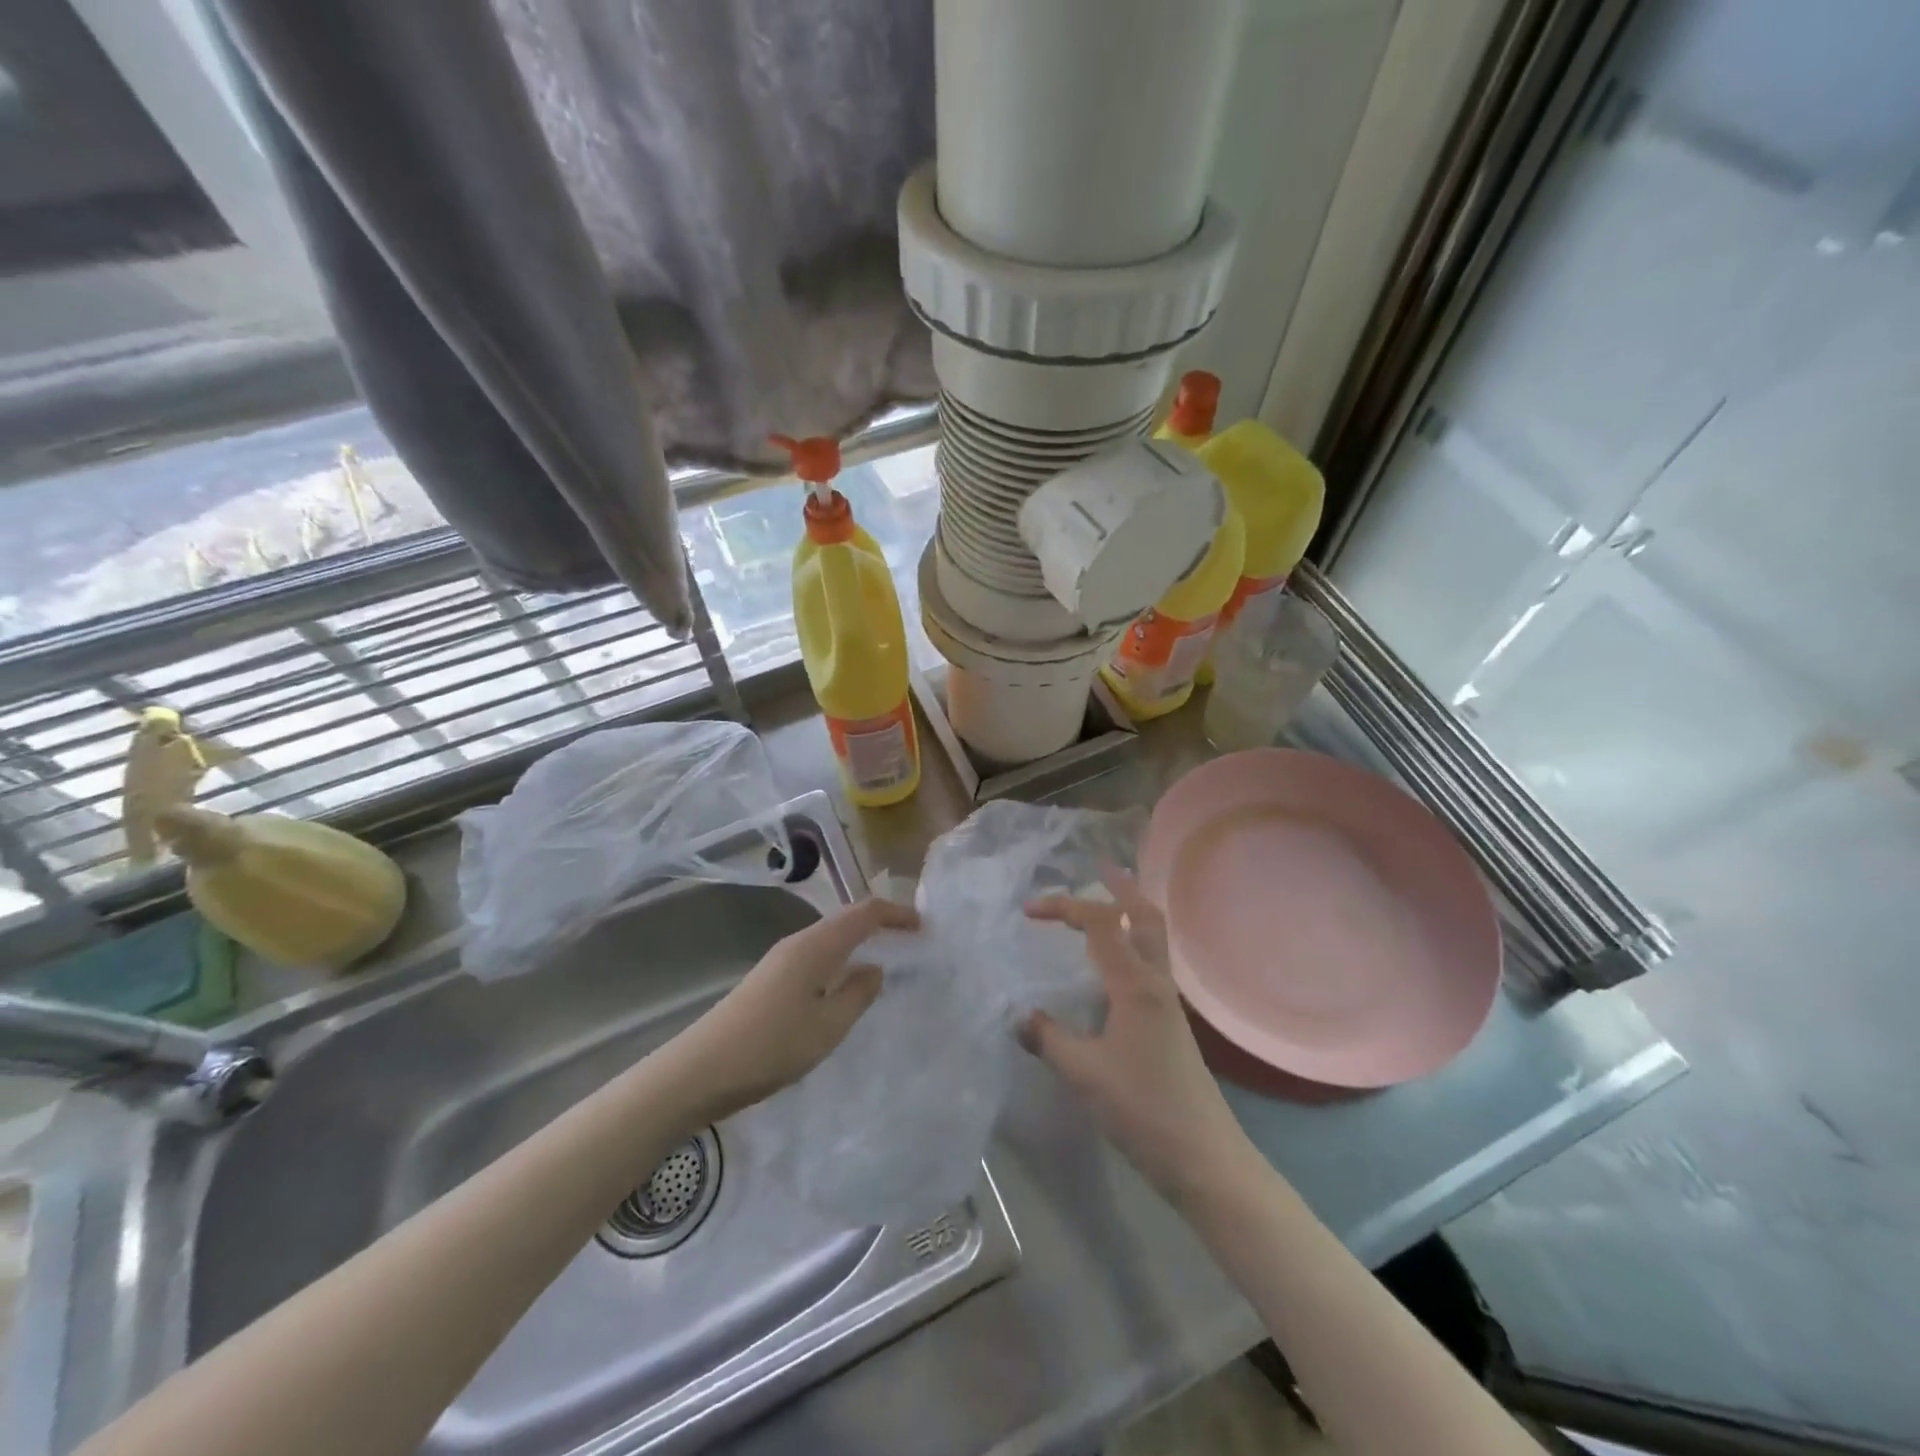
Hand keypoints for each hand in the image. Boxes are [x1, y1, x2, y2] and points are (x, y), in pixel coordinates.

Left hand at [672, 896, 919, 1123]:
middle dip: (881, 926)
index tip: (924, 928)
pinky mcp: (770, 980)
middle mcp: (798, 943)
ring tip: (887, 963)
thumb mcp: (827, 1026)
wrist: (699, 1070)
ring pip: (831, 940)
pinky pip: (817, 958)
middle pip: (847, 920)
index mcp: (816, 945)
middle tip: (912, 944)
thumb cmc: (770, 1046)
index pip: (865, 913)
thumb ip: (858, 993)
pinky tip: (845, 988)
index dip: (897, 914)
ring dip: (860, 944)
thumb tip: (876, 968)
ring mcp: (780, 961)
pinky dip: (841, 961)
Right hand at [1022, 869, 1250, 1202]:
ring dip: (1131, 911)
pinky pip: (1151, 963)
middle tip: (1096, 870)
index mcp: (1135, 985)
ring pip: (1154, 938)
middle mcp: (1156, 982)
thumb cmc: (1143, 1110)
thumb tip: (1017, 1016)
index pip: (1102, 923)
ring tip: (1105, 900)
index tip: (1028, 911)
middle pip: (1146, 916)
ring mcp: (1168, 1001)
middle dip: (1121, 888)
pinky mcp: (1170, 1021)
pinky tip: (1113, 961)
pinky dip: (1132, 942)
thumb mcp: (1084, 1074)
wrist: (1204, 1157)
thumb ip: (1048, 1039)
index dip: (1065, 907)